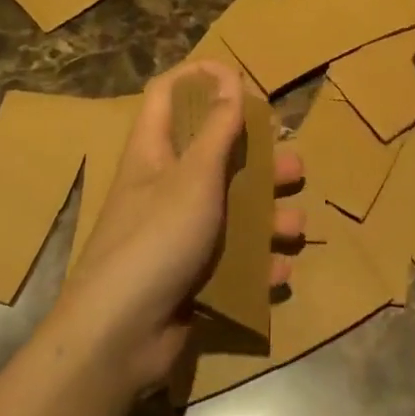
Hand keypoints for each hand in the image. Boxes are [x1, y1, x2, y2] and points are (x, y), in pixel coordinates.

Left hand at [54, 62, 302, 395]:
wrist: (117, 338)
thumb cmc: (155, 240)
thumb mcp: (193, 178)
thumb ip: (217, 129)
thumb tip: (229, 77)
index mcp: (154, 153)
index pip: (167, 95)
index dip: (199, 78)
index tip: (240, 78)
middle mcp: (166, 187)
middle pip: (215, 156)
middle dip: (258, 160)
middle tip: (293, 167)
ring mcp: (178, 233)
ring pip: (232, 210)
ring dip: (268, 217)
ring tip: (296, 227)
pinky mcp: (190, 274)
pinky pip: (232, 259)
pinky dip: (257, 264)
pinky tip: (278, 273)